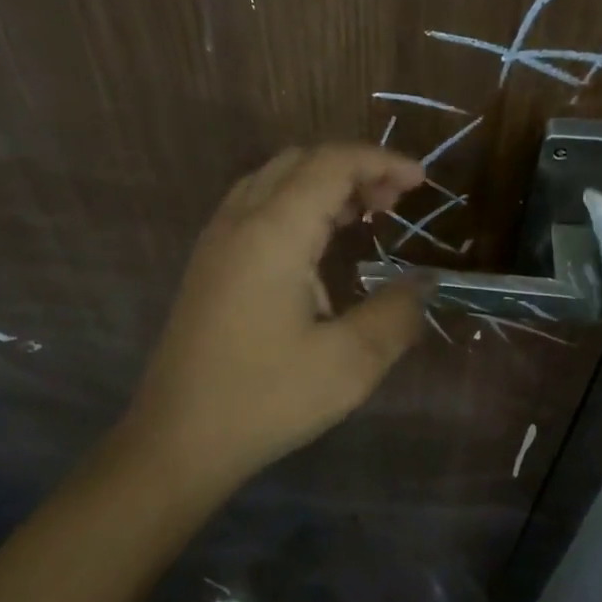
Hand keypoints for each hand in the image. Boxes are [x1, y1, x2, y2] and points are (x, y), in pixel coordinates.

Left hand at [123, 143, 430, 489]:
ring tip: (367, 213)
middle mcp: (240, 219)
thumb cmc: (264, 399)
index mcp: (273, 232)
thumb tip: (425, 283)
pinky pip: (258, 204)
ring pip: (276, 178)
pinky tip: (320, 242)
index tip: (421, 182)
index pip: (332, 163)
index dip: (381, 161)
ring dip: (324, 183)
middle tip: (396, 200)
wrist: (175, 440)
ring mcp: (217, 238)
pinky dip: (298, 202)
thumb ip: (396, 314)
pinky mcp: (209, 261)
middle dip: (355, 167)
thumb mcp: (348, 364)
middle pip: (302, 161)